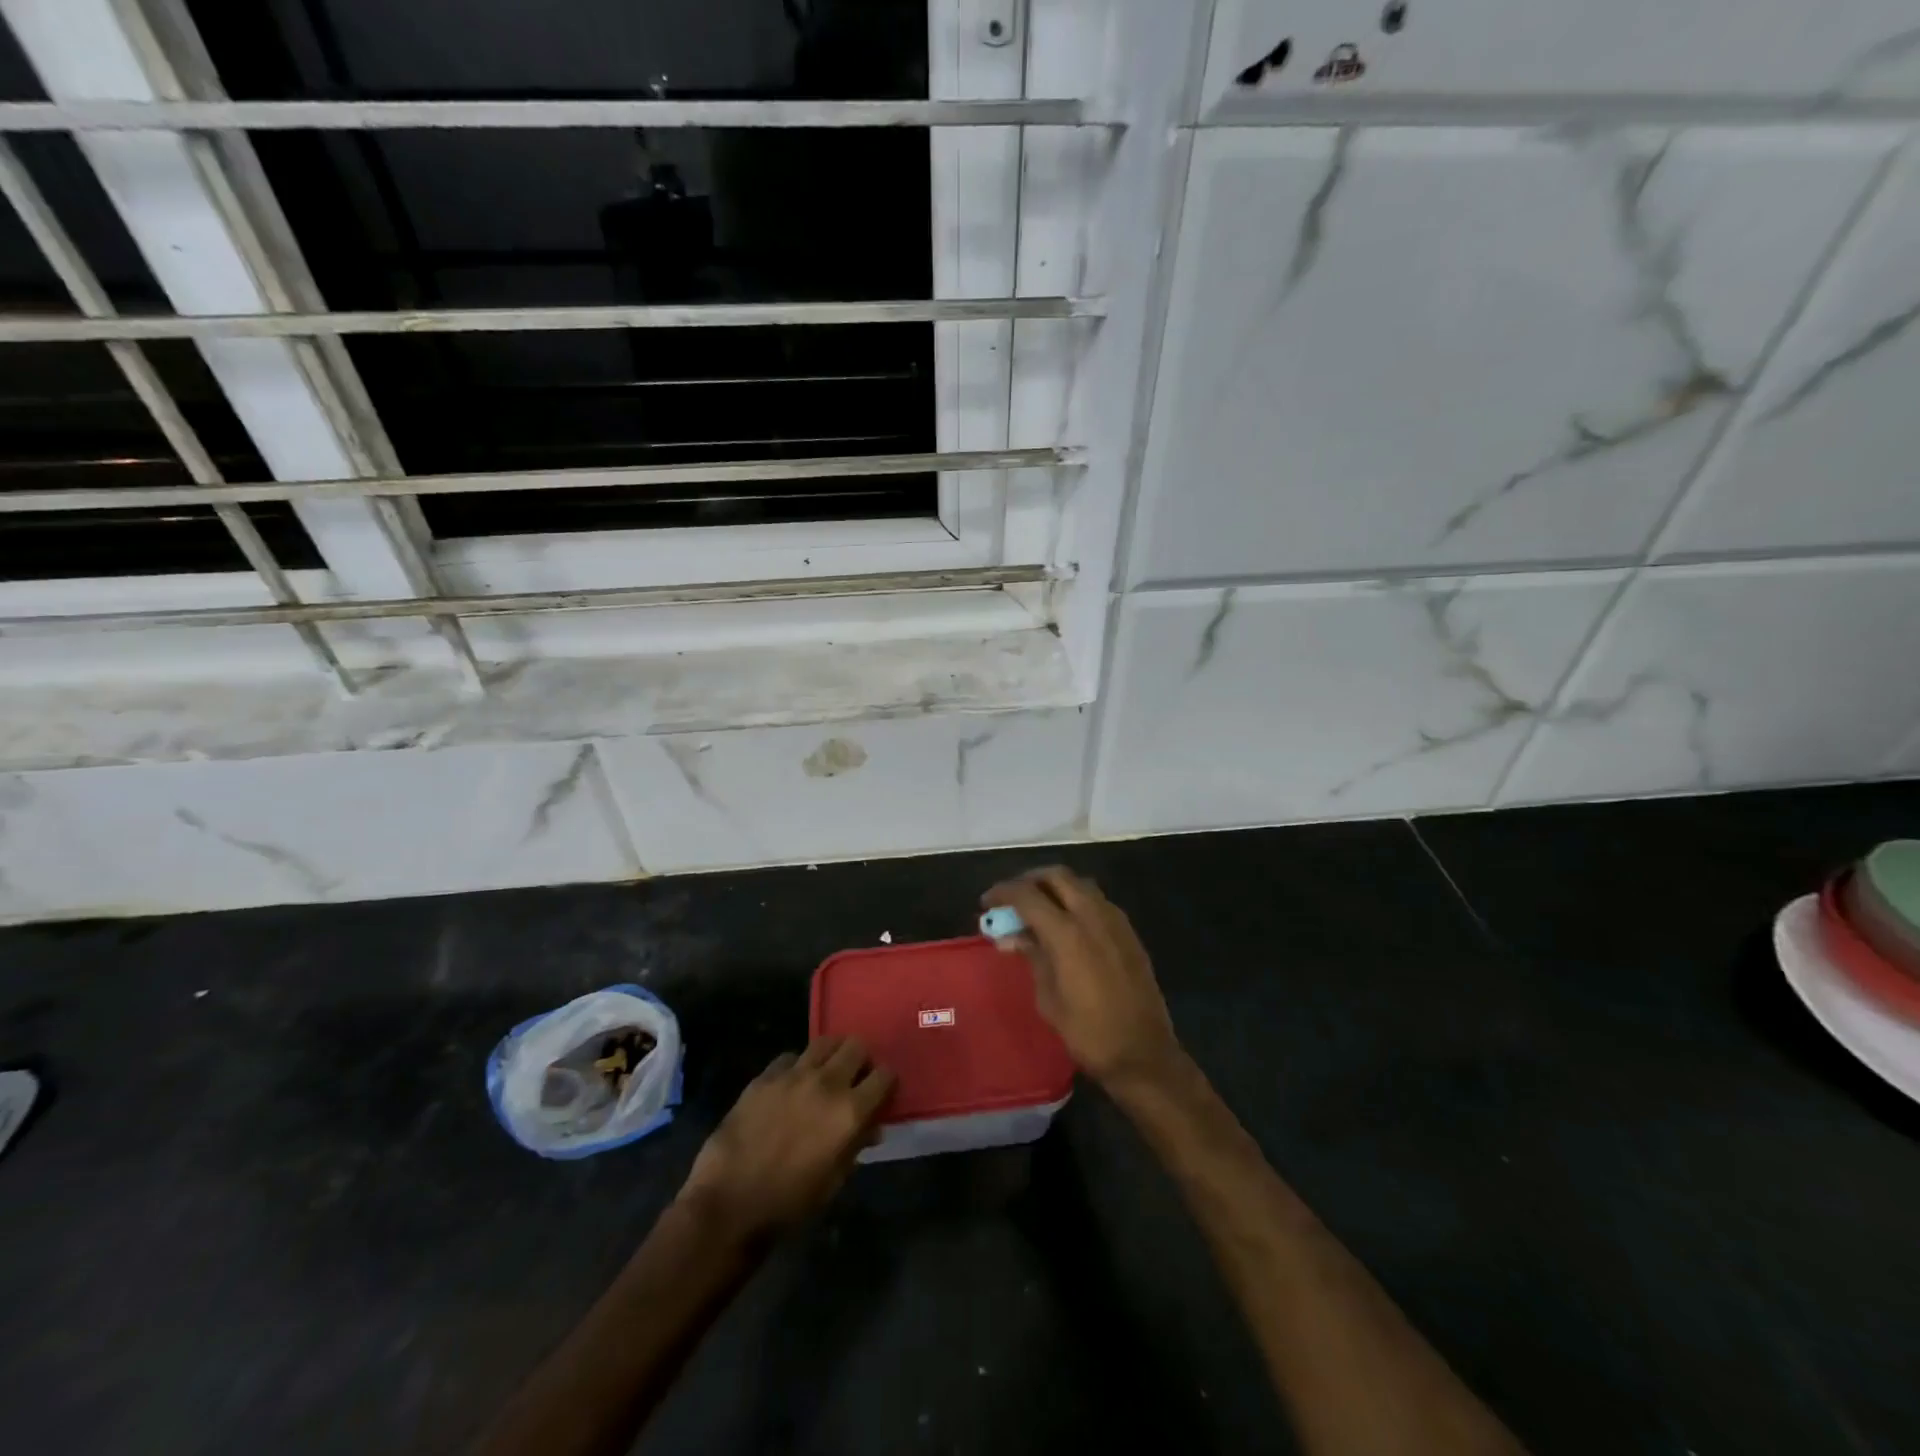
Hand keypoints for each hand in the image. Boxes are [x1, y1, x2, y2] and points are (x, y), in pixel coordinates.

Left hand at [677, 1036, 895, 1239]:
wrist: (729, 1204)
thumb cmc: (789, 1203)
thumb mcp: (834, 1182)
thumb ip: (856, 1146)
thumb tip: (871, 1127)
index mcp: (849, 1111)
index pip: (885, 1076)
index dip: (886, 1083)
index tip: (881, 1093)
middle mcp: (827, 1083)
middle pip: (856, 1046)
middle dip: (860, 1060)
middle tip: (854, 1079)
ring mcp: (793, 1075)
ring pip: (825, 1042)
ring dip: (831, 1055)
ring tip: (825, 1074)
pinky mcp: (765, 1076)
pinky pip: (790, 1057)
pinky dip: (797, 1067)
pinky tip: (790, 1086)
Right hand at [982, 867, 1182, 1091]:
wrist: (1143, 1053)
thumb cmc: (1087, 1032)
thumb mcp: (1048, 998)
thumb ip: (1032, 956)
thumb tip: (1010, 936)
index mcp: (1067, 933)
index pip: (1027, 895)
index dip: (1003, 892)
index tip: (987, 901)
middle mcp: (1092, 915)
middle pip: (1057, 876)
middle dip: (1030, 880)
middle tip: (1012, 898)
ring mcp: (1115, 921)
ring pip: (1080, 884)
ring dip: (1055, 887)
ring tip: (1037, 908)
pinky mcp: (1129, 932)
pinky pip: (1098, 901)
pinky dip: (1076, 900)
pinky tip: (1067, 924)